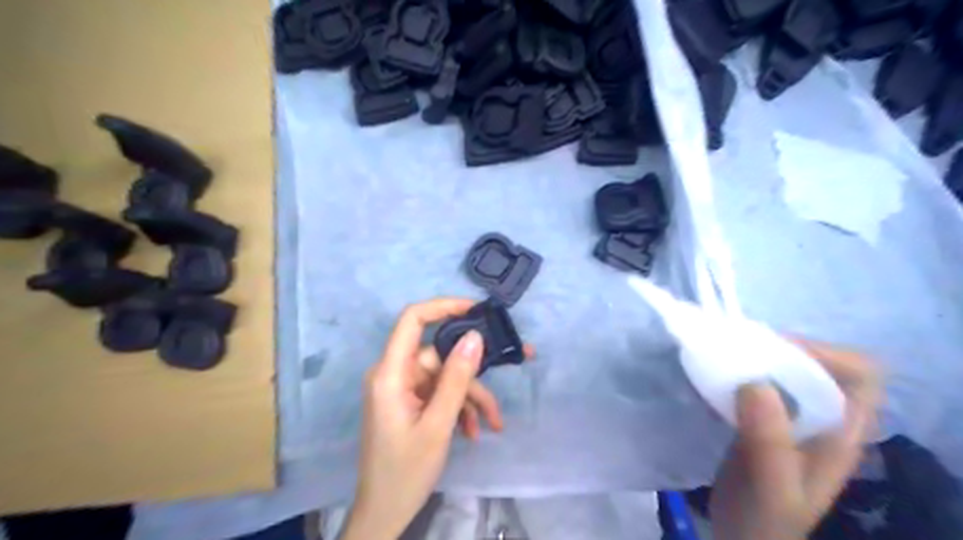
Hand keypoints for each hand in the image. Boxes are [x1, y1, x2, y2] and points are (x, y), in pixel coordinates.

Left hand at [341, 300, 534, 539]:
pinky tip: (474, 431)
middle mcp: (394, 374)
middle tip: (505, 377)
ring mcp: (402, 389)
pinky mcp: (410, 402)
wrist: (384, 514)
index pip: (412, 320)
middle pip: (440, 356)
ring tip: (492, 423)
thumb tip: (475, 337)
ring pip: (445, 378)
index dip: (443, 307)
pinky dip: (459, 408)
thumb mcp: (438, 425)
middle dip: (471, 375)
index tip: (476, 311)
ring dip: (469, 398)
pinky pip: (439, 394)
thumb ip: (457, 379)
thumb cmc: (405, 472)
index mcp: (390, 373)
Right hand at [709, 343, 883, 538]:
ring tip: (724, 357)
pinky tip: (716, 379)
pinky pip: (759, 385)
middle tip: (739, 349)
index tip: (775, 351)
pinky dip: (740, 374)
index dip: (825, 354)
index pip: (861, 375)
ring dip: (758, 359)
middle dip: (784, 350)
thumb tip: (755, 381)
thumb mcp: (770, 484)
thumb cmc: (763, 519)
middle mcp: (823, 421)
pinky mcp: (764, 421)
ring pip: (787, 373)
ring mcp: (793, 420)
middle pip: (821, 366)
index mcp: (842, 434)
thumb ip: (768, 438)